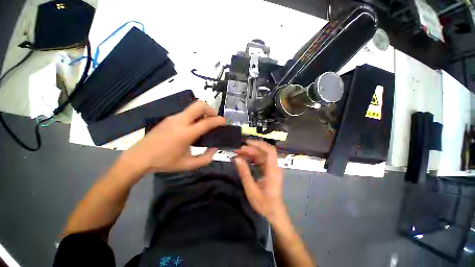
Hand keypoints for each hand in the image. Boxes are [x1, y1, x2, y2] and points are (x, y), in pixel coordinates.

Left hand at [120, 100, 224, 176]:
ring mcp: (173, 118)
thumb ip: (205, 159)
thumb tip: (214, 149)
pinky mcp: (169, 118)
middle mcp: (180, 121)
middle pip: (199, 105)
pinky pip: (186, 113)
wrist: (139, 157)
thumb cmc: (164, 162)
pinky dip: (194, 116)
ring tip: (204, 124)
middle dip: (210, 110)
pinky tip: (192, 127)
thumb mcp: (188, 165)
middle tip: (213, 120)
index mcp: (186, 133)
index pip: (207, 122)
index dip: (218, 121)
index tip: (224, 122)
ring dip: (202, 113)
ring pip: (193, 107)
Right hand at [233, 140, 285, 222]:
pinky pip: (261, 160)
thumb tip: (236, 158)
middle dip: (251, 149)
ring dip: (251, 153)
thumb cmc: (263, 203)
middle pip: (264, 152)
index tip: (247, 143)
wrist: (273, 213)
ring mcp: (272, 168)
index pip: (269, 151)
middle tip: (237, 150)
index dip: (259, 144)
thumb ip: (244, 173)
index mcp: (273, 171)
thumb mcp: (251, 189)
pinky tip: (245, 159)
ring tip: (239, 154)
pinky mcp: (269, 170)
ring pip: (262, 155)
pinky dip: (253, 158)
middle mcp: (274, 167)